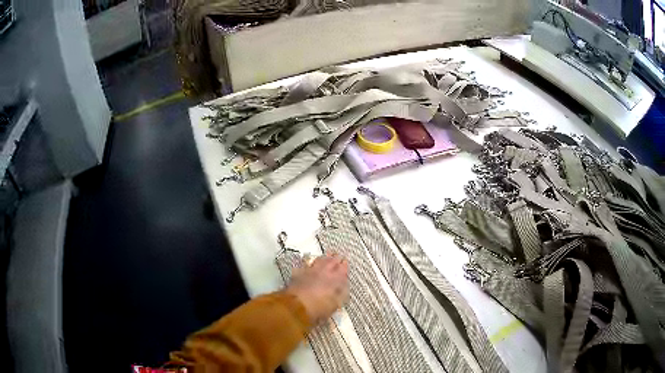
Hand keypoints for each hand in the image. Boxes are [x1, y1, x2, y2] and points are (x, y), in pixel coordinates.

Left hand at [285, 253, 348, 323]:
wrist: (296, 306)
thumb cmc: (318, 308)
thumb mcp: (334, 305)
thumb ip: (340, 295)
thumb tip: (343, 290)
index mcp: (335, 280)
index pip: (343, 269)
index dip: (344, 265)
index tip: (345, 262)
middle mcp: (324, 272)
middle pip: (332, 261)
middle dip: (336, 258)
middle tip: (338, 255)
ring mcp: (311, 271)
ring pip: (319, 260)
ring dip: (324, 257)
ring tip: (327, 255)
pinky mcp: (299, 273)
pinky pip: (304, 263)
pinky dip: (306, 260)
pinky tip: (306, 257)